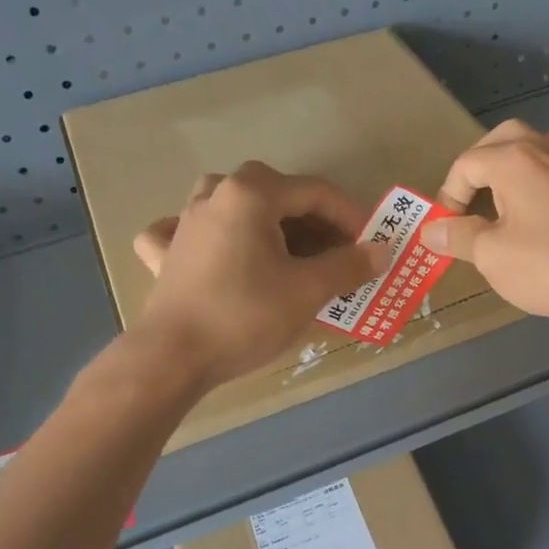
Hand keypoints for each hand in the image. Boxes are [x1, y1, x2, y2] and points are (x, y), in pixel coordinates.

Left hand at [127, 162, 379, 387]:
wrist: (175, 357)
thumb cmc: (247, 315)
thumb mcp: (308, 290)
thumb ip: (348, 265)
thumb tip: (381, 251)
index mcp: (251, 195)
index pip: (314, 192)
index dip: (350, 215)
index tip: (371, 242)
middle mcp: (215, 196)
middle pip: (275, 193)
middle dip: (313, 220)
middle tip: (338, 251)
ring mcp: (184, 222)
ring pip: (233, 205)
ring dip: (266, 221)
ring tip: (287, 248)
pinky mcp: (166, 254)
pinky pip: (190, 231)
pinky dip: (209, 237)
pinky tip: (215, 250)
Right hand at [417, 120, 548, 331]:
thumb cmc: (548, 265)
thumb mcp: (491, 255)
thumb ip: (458, 237)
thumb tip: (431, 231)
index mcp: (513, 158)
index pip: (466, 165)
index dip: (448, 197)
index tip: (446, 231)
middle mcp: (543, 148)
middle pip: (500, 141)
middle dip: (477, 169)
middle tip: (466, 204)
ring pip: (530, 147)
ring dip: (507, 168)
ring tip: (496, 202)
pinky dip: (533, 180)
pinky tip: (531, 210)